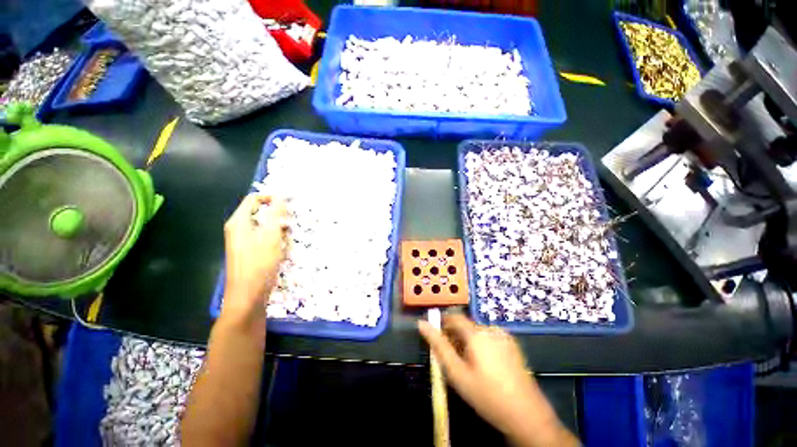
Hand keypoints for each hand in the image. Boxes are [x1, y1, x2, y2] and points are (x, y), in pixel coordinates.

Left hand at [222, 194, 286, 320]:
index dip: (271, 198)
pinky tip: (282, 251)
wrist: (248, 295)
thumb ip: (275, 213)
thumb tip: (281, 195)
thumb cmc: (259, 263)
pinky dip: (275, 241)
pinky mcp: (249, 252)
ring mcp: (243, 241)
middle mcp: (238, 229)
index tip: (289, 204)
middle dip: (278, 218)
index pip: (254, 199)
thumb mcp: (270, 235)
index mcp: (238, 222)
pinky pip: (264, 238)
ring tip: (286, 242)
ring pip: (265, 227)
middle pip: (260, 213)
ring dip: (278, 231)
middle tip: (289, 227)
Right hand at [418, 315, 577, 446]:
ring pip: (477, 332)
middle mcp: (491, 329)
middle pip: (466, 325)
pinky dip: (482, 345)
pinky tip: (485, 366)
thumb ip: (438, 346)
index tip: (438, 337)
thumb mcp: (457, 373)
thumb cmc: (486, 395)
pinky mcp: (512, 345)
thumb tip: (422, 324)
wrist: (526, 415)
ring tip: (469, 365)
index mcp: (477, 333)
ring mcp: (504, 336)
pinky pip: (490, 338)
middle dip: (456, 336)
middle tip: (453, 359)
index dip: (443, 323)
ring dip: (469, 342)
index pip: (454, 317)